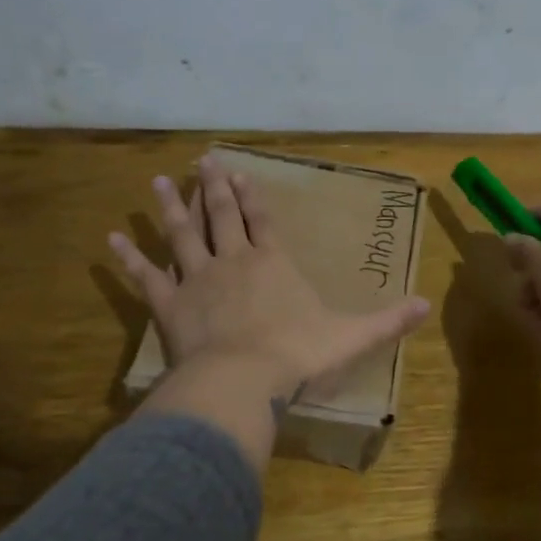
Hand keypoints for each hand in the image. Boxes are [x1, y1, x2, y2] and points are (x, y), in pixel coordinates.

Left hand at [110, 156, 431, 399]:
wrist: (243, 380)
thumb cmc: (298, 355)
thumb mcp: (351, 337)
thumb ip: (387, 320)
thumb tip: (427, 305)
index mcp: (273, 263)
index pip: (262, 221)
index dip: (252, 196)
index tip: (240, 171)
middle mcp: (233, 261)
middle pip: (221, 215)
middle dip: (214, 187)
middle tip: (201, 160)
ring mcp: (197, 280)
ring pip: (182, 234)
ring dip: (172, 207)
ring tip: (161, 181)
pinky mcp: (169, 305)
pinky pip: (146, 276)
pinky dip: (129, 257)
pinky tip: (113, 238)